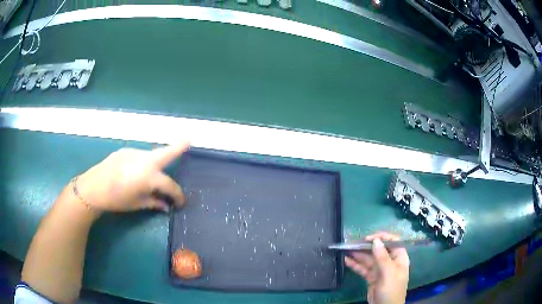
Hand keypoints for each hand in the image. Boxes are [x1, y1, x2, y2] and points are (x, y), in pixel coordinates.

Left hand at [75, 142, 189, 213]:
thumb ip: (154, 202)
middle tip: (188, 140)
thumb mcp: (137, 204)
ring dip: (157, 163)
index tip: (181, 203)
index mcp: (149, 176)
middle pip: (165, 153)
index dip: (178, 195)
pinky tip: (135, 172)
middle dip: (178, 147)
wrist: (93, 188)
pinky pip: (139, 157)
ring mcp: (134, 153)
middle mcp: (144, 160)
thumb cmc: (117, 200)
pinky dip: (143, 164)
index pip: (170, 185)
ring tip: (154, 175)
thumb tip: (166, 206)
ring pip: (151, 155)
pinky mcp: (125, 151)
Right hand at [345, 232, 408, 303]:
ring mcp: (380, 270)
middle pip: (378, 250)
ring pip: (369, 259)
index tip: (368, 238)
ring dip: (359, 254)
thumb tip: (376, 241)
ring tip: (346, 249)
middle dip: (366, 246)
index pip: (393, 242)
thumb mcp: (388, 273)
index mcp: (399, 258)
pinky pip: (363, 268)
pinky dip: (355, 265)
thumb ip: (382, 257)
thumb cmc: (391, 289)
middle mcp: (390, 262)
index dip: (382, 238)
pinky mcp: (371, 277)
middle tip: (352, 243)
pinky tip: (346, 261)